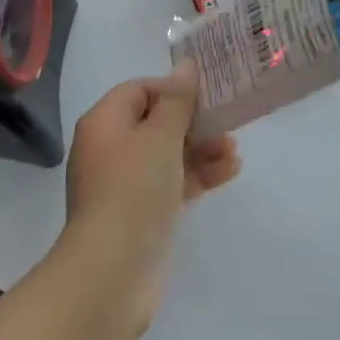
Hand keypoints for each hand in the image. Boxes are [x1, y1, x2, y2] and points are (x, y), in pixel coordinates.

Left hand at [62, 61, 239, 333]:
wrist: (111, 273)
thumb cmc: (133, 191)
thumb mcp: (160, 137)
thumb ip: (177, 101)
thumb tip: (185, 66)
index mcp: (105, 122)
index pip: (139, 90)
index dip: (173, 89)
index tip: (206, 96)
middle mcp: (110, 148)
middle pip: (156, 122)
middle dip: (194, 122)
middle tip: (227, 123)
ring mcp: (124, 184)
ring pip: (167, 154)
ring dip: (201, 149)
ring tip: (234, 151)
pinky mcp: (141, 213)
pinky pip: (171, 182)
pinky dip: (197, 175)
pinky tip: (229, 172)